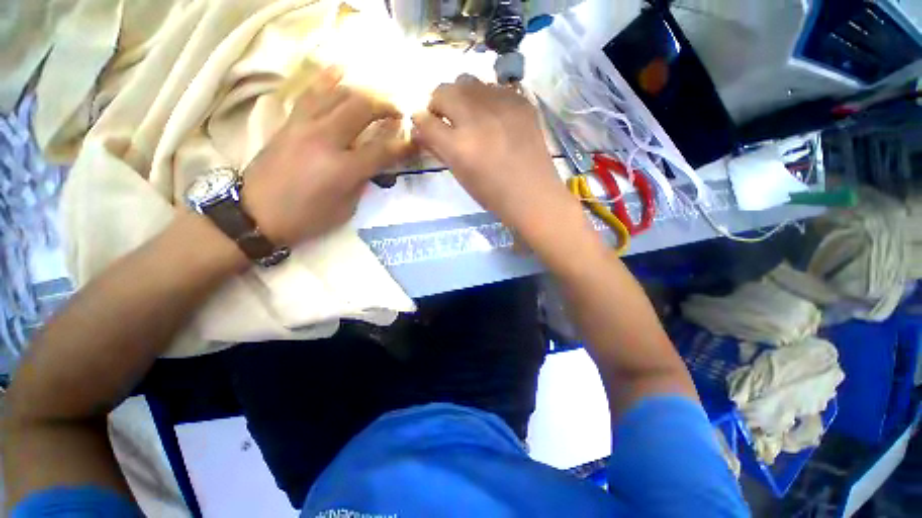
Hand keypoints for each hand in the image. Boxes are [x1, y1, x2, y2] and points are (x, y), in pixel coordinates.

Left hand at [242, 67, 412, 244]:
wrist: (255, 213)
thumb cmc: (306, 218)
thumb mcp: (345, 209)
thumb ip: (362, 182)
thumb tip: (372, 163)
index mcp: (343, 169)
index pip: (382, 150)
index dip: (403, 145)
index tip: (415, 141)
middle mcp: (325, 140)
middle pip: (362, 109)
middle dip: (385, 107)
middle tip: (397, 113)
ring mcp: (304, 127)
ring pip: (338, 95)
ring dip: (362, 93)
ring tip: (375, 99)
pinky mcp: (289, 122)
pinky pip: (311, 94)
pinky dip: (327, 81)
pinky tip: (339, 71)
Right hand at [411, 75, 574, 234]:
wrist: (532, 194)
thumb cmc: (493, 194)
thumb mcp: (461, 176)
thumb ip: (439, 149)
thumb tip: (421, 130)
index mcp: (459, 146)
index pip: (425, 120)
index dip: (420, 121)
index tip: (424, 124)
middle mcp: (477, 119)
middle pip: (443, 91)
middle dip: (438, 103)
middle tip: (446, 118)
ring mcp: (501, 106)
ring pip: (468, 81)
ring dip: (461, 96)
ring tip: (470, 114)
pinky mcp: (520, 101)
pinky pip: (493, 87)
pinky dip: (486, 98)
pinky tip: (493, 116)